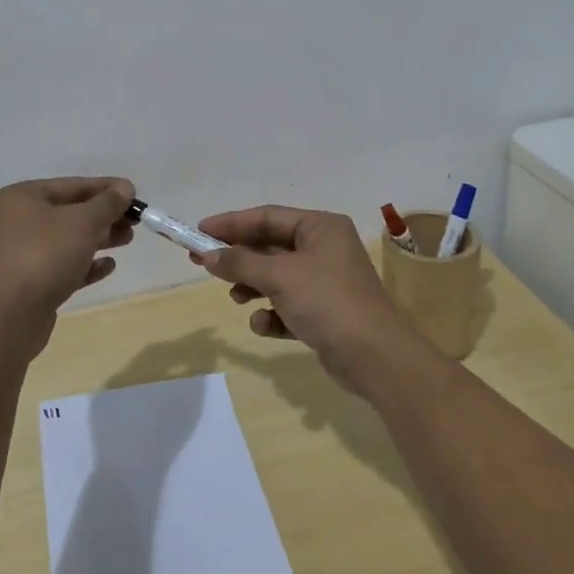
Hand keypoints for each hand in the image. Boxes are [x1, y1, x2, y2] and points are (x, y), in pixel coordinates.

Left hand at [0, 177, 135, 355]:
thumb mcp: (83, 222)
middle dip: (104, 216)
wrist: (9, 317)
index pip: (72, 185)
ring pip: (68, 240)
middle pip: (70, 212)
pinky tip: (108, 266)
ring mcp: (21, 253)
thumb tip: (125, 188)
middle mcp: (17, 221)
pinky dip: (85, 264)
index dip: (106, 188)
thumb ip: (107, 203)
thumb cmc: (45, 256)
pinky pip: (62, 266)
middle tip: (135, 221)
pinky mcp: (29, 283)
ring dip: (99, 238)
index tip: (135, 194)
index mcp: (22, 197)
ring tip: (128, 240)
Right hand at [194, 205, 414, 391]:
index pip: (268, 216)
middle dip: (239, 258)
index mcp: (321, 227)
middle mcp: (325, 248)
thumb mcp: (279, 277)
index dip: (232, 223)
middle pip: (270, 246)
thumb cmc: (327, 302)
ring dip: (253, 286)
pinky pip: (288, 305)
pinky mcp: (324, 313)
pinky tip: (264, 325)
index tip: (199, 232)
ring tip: (236, 298)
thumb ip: (241, 263)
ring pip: (277, 277)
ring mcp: (326, 281)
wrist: (374, 357)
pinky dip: (273, 313)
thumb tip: (208, 255)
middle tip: (202, 264)